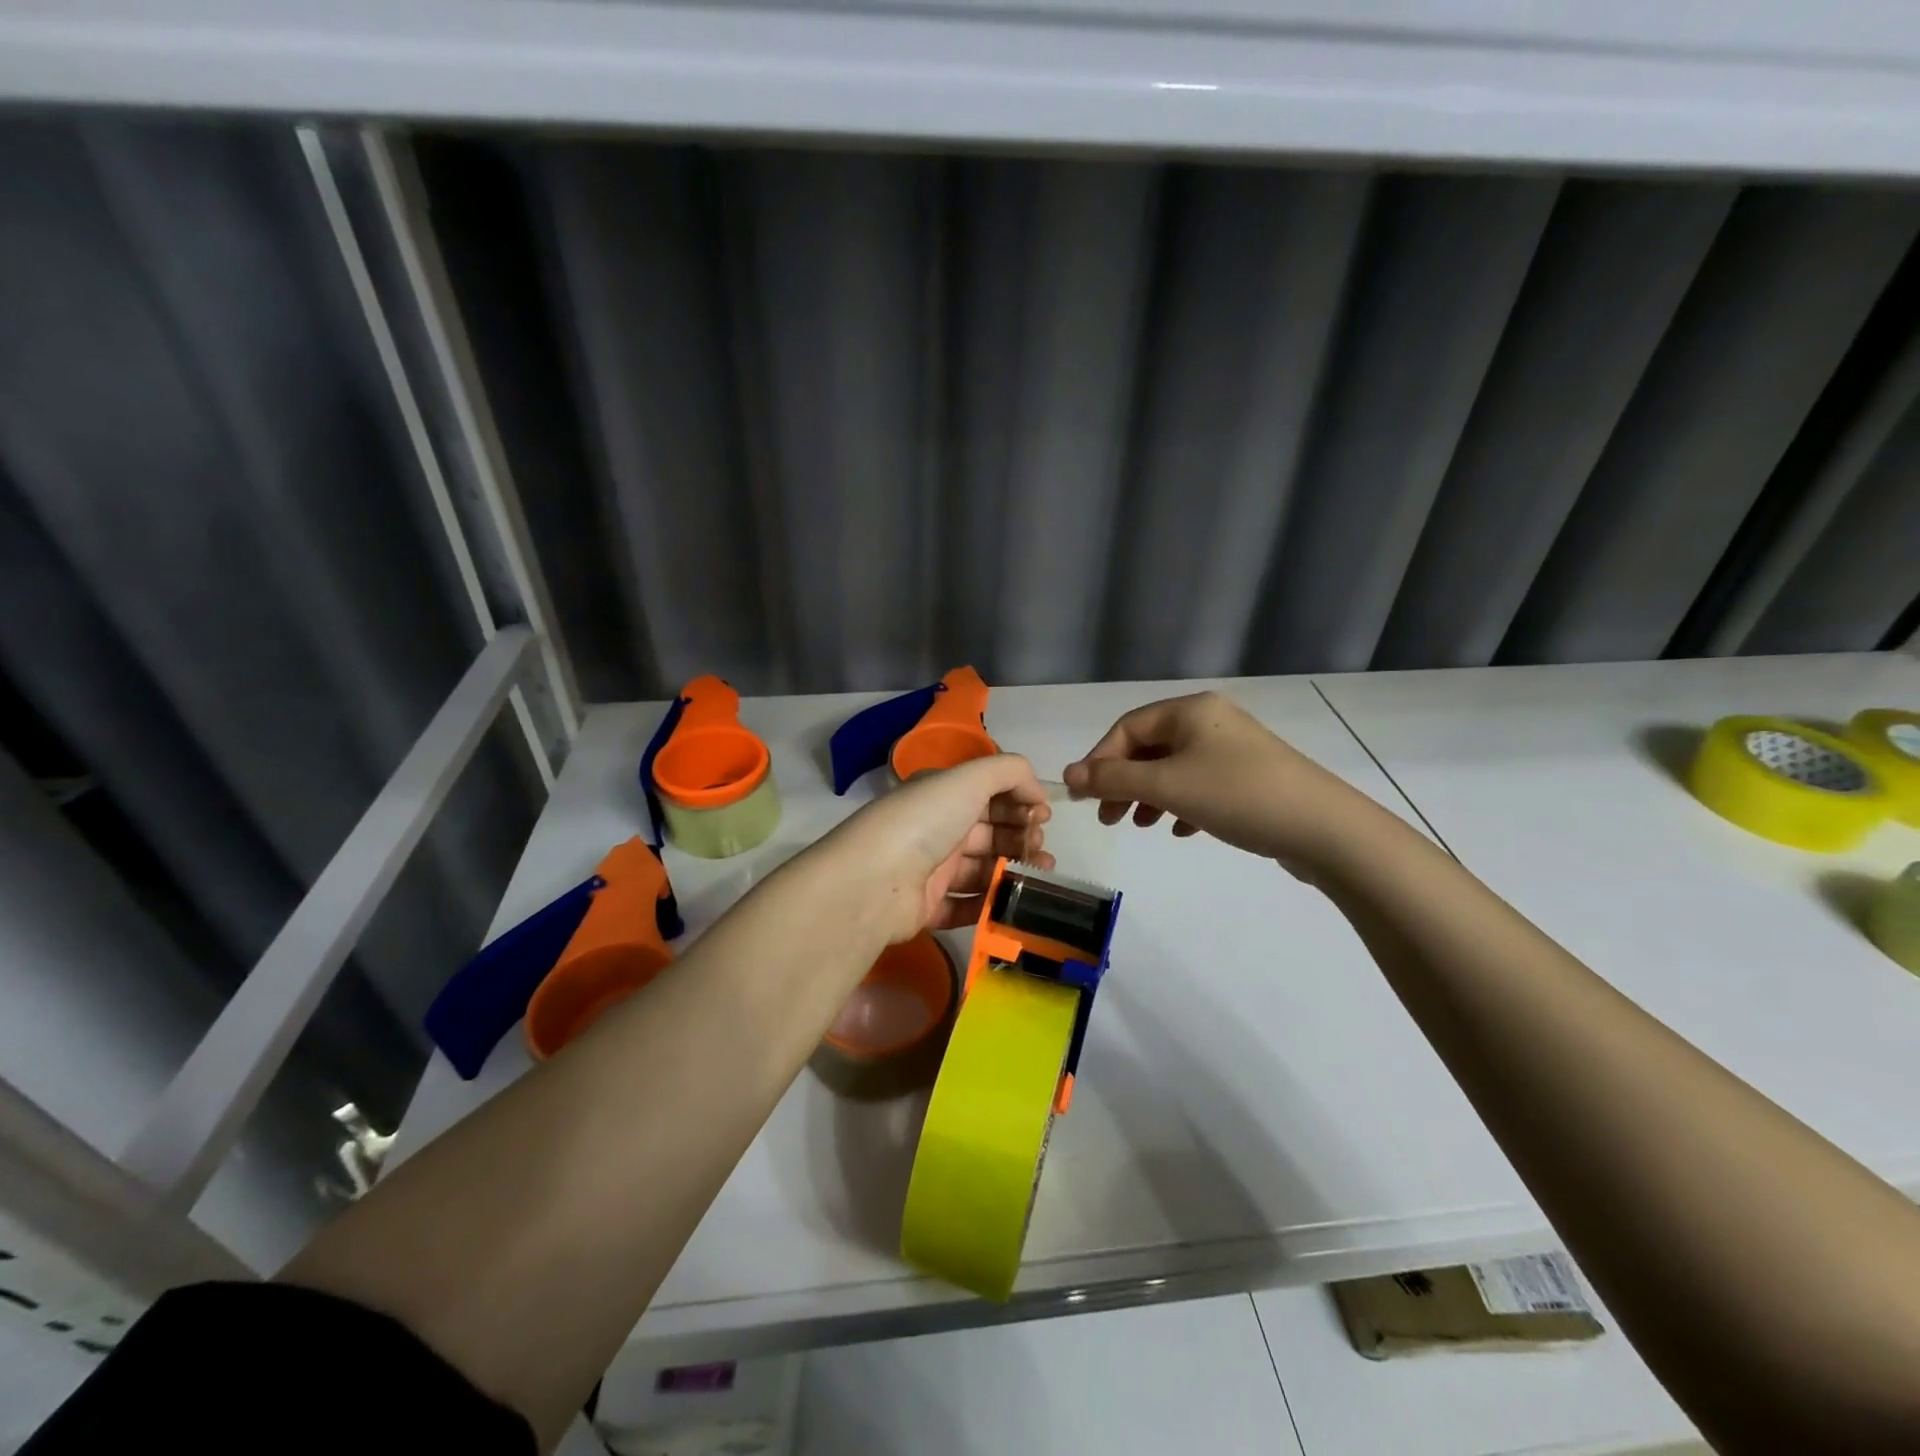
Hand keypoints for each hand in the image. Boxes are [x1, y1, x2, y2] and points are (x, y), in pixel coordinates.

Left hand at [818, 755, 1053, 942]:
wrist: (874, 882)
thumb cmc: (924, 821)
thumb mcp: (969, 778)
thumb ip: (1010, 772)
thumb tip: (1038, 794)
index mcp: (941, 794)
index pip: (988, 793)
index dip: (1019, 801)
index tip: (1043, 815)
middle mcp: (936, 828)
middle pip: (989, 832)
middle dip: (1022, 836)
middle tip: (1039, 848)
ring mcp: (930, 870)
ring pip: (982, 869)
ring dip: (1015, 870)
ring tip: (1042, 876)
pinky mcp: (927, 908)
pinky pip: (966, 906)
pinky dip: (990, 903)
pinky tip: (1013, 901)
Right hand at [1062, 692, 1365, 867]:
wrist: (1323, 828)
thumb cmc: (1236, 795)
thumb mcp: (1167, 786)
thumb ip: (1113, 779)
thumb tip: (1068, 775)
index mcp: (1190, 710)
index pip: (1128, 728)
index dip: (1099, 761)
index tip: (1085, 798)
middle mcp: (1211, 721)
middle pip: (1150, 747)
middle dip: (1123, 782)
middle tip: (1108, 818)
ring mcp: (1234, 750)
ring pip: (1174, 768)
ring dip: (1149, 796)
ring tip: (1141, 825)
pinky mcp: (1250, 778)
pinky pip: (1201, 785)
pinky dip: (1181, 804)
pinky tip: (1182, 830)